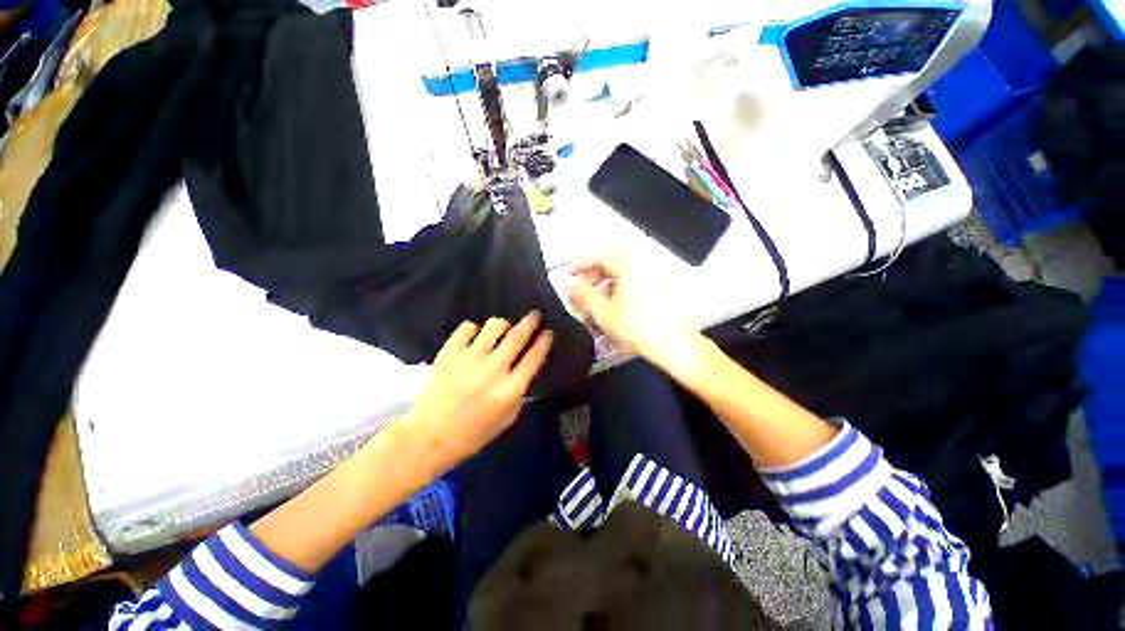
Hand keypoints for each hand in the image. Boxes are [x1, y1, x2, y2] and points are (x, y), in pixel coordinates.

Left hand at [404, 312, 553, 474]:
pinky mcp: (450, 352)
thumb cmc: (473, 433)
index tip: (548, 332)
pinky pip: (468, 327)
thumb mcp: (507, 418)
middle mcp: (493, 369)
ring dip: (503, 324)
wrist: (430, 436)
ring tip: (502, 329)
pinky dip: (474, 330)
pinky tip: (474, 338)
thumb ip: (520, 391)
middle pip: (518, 335)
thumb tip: (525, 367)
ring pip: (495, 325)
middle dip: (530, 322)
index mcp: (510, 389)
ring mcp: (470, 358)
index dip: (544, 341)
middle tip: (535, 316)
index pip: (534, 357)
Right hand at [567, 252, 702, 376]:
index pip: (600, 257)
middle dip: (595, 274)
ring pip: (625, 273)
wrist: (674, 344)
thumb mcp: (602, 312)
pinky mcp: (663, 287)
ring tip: (599, 300)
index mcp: (628, 266)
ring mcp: (655, 275)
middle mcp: (643, 265)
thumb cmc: (634, 327)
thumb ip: (583, 295)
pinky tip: (618, 304)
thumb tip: (568, 284)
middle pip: (613, 263)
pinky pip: (636, 280)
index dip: (582, 264)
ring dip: (608, 282)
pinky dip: (622, 287)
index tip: (570, 272)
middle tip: (583, 288)